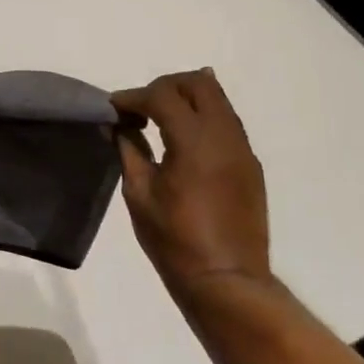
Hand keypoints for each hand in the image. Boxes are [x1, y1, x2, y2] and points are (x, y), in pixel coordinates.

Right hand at [112, 69, 270, 293]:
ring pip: (218, 99)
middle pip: (198, 82)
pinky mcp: (250, 164)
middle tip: (141, 107)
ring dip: (187, 98)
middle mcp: (224, 135)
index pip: (162, 95)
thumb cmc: (175, 240)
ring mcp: (242, 148)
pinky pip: (227, 122)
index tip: (114, 107)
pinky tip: (184, 138)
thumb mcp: (139, 194)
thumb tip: (117, 125)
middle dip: (166, 86)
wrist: (227, 281)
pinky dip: (203, 117)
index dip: (134, 96)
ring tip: (160, 119)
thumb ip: (129, 151)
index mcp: (194, 141)